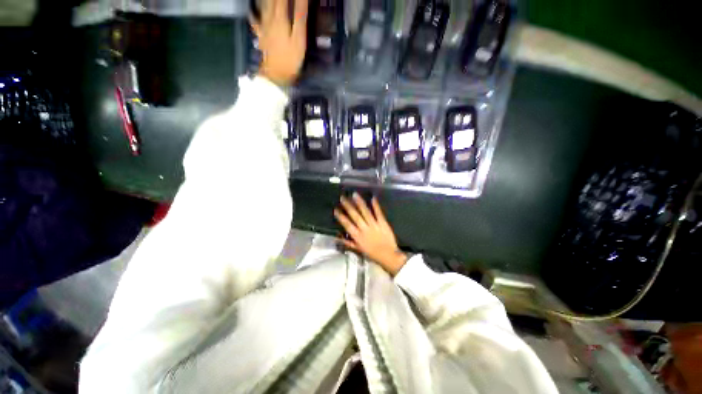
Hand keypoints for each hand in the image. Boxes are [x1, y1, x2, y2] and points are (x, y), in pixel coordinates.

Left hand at [251, 0, 308, 85]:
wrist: (275, 75)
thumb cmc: (290, 59)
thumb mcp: (299, 39)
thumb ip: (300, 18)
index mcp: (280, 17)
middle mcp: (269, 18)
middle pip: (272, 0)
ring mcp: (263, 26)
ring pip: (264, 6)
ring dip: (268, 0)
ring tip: (274, 1)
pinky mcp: (261, 35)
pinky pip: (255, 20)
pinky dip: (254, 12)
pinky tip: (254, 10)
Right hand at [334, 193, 408, 276]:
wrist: (388, 256)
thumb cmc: (372, 254)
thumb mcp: (358, 250)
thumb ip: (348, 242)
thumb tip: (338, 237)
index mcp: (357, 236)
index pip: (347, 225)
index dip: (341, 217)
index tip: (336, 209)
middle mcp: (364, 229)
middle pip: (355, 216)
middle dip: (348, 206)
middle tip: (343, 197)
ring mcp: (374, 225)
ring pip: (365, 212)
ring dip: (359, 203)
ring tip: (354, 195)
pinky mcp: (383, 223)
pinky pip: (379, 213)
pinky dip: (376, 205)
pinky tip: (372, 198)